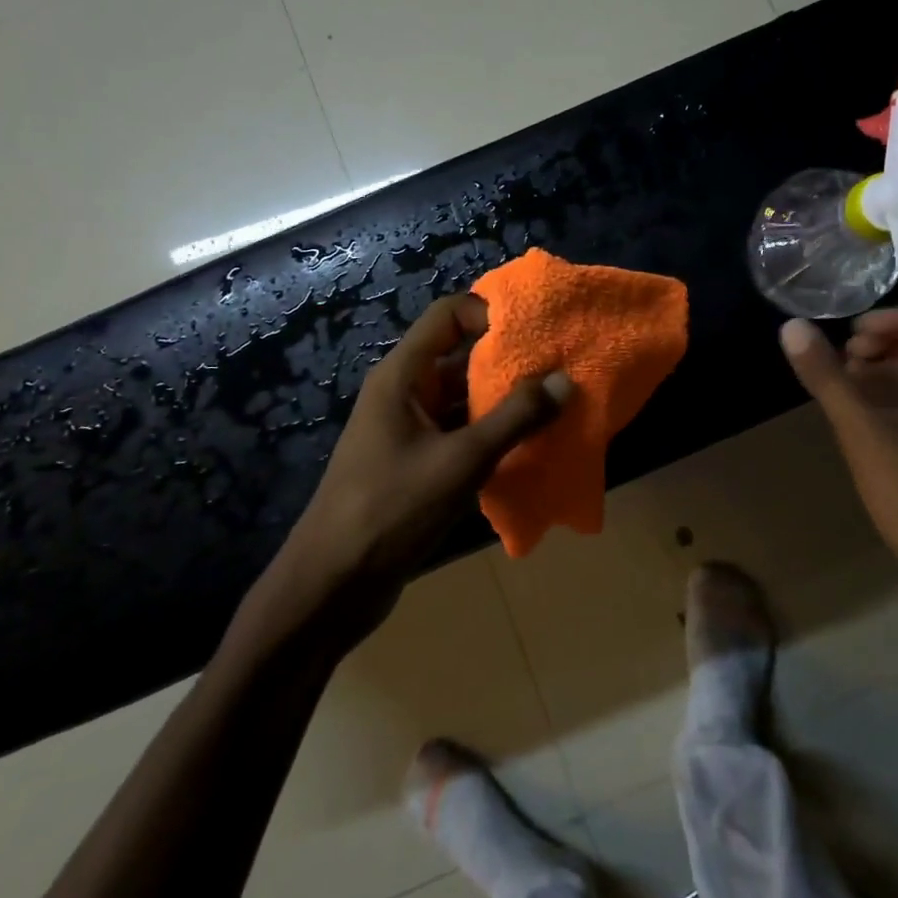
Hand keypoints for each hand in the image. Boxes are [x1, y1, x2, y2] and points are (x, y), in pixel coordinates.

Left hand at [284, 293, 571, 596]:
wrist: (333, 584)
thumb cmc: (392, 508)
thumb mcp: (461, 461)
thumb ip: (515, 418)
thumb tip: (564, 380)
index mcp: (404, 376)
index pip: (449, 315)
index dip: (492, 313)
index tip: (538, 331)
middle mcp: (405, 393)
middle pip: (461, 356)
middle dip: (509, 361)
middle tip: (561, 368)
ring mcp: (409, 430)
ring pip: (464, 398)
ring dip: (505, 401)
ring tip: (556, 405)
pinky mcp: (417, 463)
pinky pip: (461, 433)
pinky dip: (492, 434)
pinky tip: (530, 447)